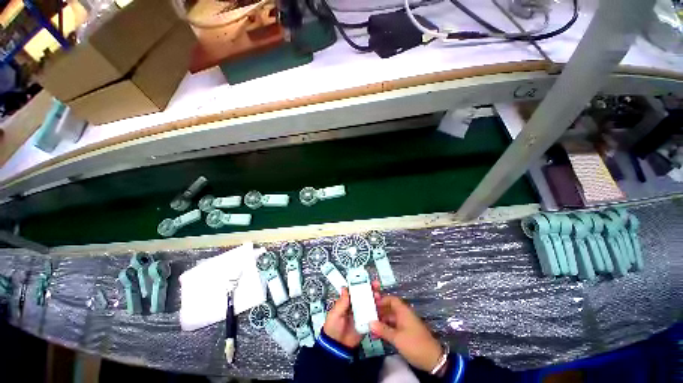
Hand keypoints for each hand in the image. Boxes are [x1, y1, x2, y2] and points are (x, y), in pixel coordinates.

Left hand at [323, 281, 380, 347]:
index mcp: (347, 302)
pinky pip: (372, 316)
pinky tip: (381, 309)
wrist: (337, 347)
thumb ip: (342, 302)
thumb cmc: (333, 327)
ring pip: (370, 304)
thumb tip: (344, 288)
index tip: (367, 280)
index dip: (361, 284)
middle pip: (364, 295)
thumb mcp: (335, 313)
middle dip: (371, 290)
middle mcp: (355, 306)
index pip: (355, 290)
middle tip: (376, 286)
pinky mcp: (366, 324)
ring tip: (378, 297)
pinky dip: (377, 312)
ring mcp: (361, 314)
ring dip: (375, 299)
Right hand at [370, 296, 442, 371]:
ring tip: (371, 326)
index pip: (391, 299)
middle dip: (379, 311)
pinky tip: (379, 334)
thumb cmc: (414, 344)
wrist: (433, 359)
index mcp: (403, 311)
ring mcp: (406, 324)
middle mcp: (404, 315)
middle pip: (390, 308)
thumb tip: (370, 323)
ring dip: (382, 321)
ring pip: (391, 318)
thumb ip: (383, 330)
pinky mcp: (407, 333)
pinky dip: (387, 328)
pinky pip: (394, 326)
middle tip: (368, 315)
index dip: (382, 300)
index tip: (371, 304)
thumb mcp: (397, 338)